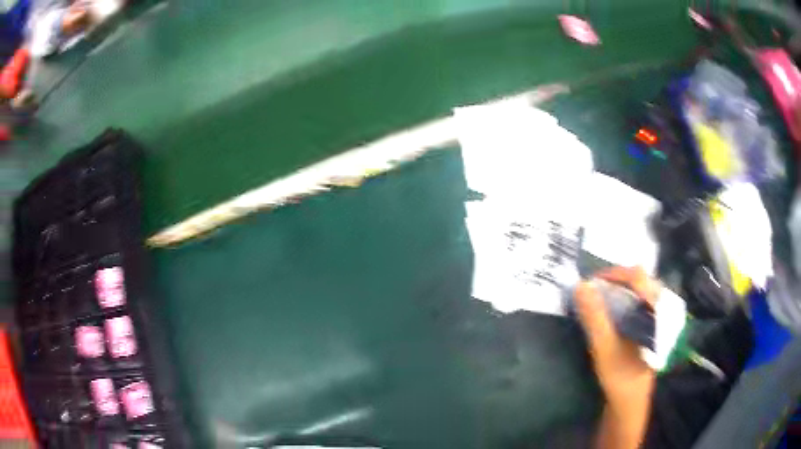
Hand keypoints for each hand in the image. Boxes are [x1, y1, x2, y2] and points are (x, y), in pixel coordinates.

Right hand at [576, 266, 656, 448]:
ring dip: (617, 291)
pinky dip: (621, 302)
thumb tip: (580, 285)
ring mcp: (656, 319)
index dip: (614, 274)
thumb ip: (594, 317)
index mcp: (656, 311)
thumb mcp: (605, 348)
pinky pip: (637, 304)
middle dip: (614, 281)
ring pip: (637, 293)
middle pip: (639, 281)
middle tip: (593, 290)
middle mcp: (659, 310)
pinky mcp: (649, 328)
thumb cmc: (620, 377)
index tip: (591, 282)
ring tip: (598, 299)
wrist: (628, 405)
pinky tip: (609, 312)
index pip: (638, 277)